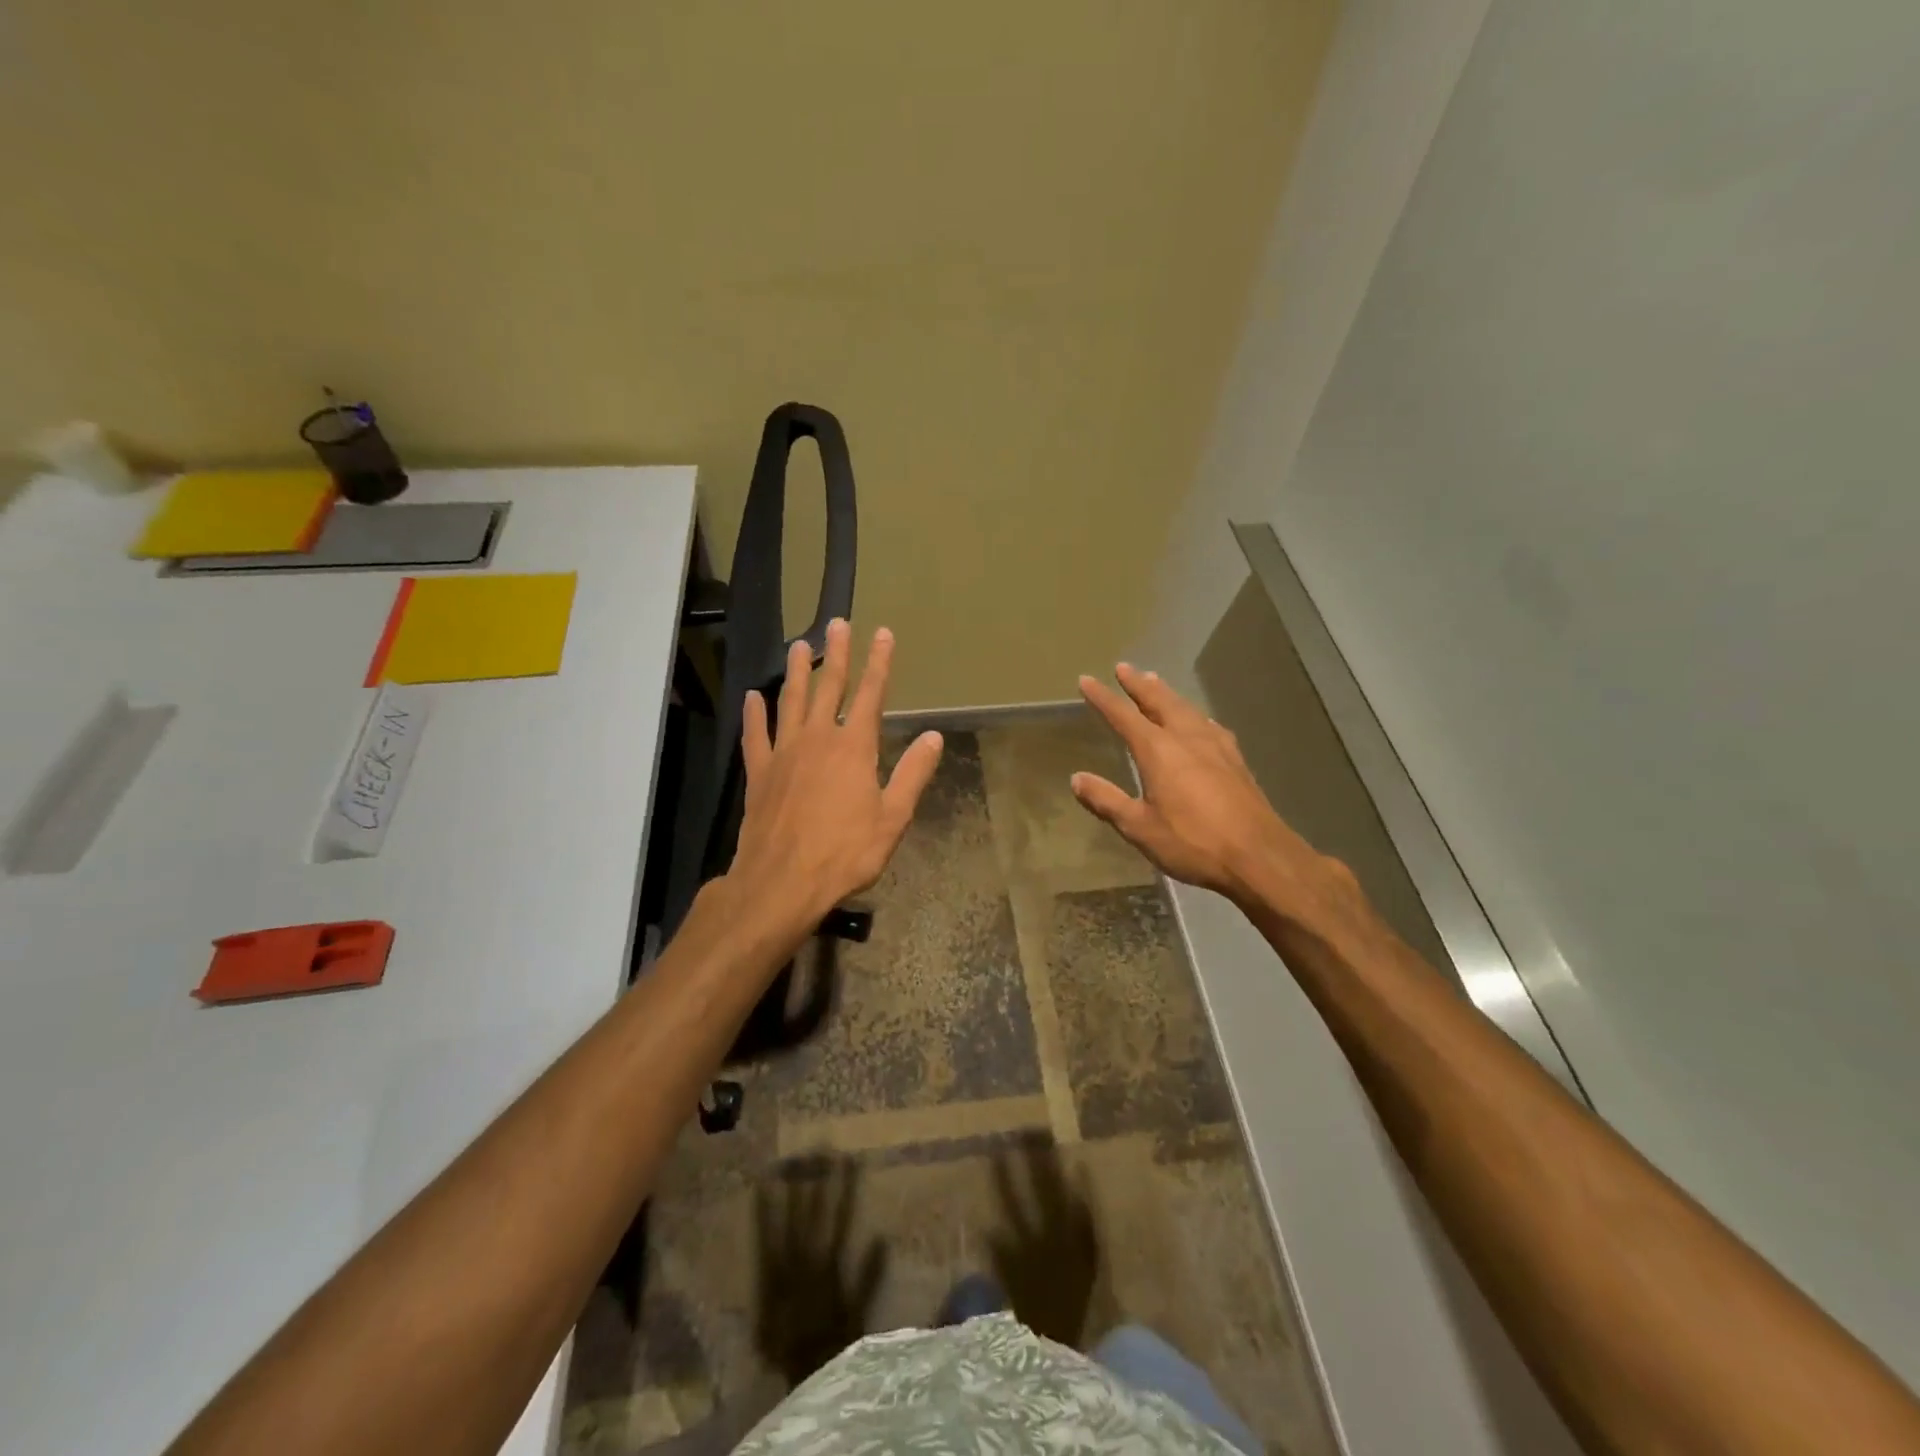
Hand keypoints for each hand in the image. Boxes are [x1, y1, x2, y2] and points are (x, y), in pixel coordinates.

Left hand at [727, 620, 942, 929]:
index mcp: (853, 748)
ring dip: (796, 672)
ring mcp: (784, 753)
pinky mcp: (759, 773)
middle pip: (828, 687)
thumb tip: (934, 736)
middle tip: (837, 623)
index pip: (870, 694)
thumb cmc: (845, 853)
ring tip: (798, 645)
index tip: (882, 633)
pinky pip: (755, 735)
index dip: (879, 662)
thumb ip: (912, 774)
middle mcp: (817, 739)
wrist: (782, 882)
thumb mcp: (892, 818)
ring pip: (790, 702)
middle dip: (836, 654)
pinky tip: (753, 697)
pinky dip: (754, 715)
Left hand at [753, 1157, 887, 1387]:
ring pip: (789, 1221)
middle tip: (821, 1145)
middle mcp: (806, 1261)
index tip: (849, 1158)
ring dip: (792, 1190)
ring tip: (793, 1158)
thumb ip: (869, 1277)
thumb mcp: (858, 1314)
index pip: (839, 1218)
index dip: (845, 1188)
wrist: (798, 1375)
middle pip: (813, 1213)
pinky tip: (760, 1188)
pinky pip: (763, 1240)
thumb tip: (883, 1236)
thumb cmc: (834, 1344)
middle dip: (819, 1179)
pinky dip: (762, 1214)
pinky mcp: (766, 1277)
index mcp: (829, 1267)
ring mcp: (784, 1267)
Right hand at [1071, 664, 1337, 914]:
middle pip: (1159, 701)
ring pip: (1186, 709)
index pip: (1123, 716)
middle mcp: (1187, 738)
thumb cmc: (1192, 842)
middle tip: (1124, 667)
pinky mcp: (1236, 760)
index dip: (1103, 697)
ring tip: (1155, 681)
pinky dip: (1194, 714)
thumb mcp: (1139, 827)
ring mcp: (1216, 747)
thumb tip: (1077, 778)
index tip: (1087, 680)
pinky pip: (1208, 725)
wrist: (1259, 856)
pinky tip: (1199, 720)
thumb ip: (1106, 800)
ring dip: (1167, 694)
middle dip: (1139, 684)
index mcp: (1159, 750)